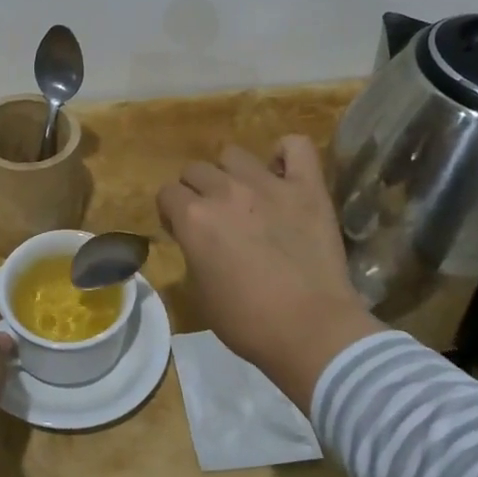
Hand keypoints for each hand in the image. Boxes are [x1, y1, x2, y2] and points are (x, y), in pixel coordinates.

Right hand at [156, 136, 381, 411]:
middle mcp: (226, 191)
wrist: (311, 330)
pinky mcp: (307, 188)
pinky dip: (286, 154)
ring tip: (245, 197)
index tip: (182, 233)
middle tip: (213, 218)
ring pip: (234, 154)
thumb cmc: (248, 322)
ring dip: (231, 173)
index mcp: (193, 217)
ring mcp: (269, 184)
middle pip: (196, 169)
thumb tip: (197, 240)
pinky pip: (296, 146)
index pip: (166, 193)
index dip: (171, 213)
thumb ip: (192, 253)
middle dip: (196, 191)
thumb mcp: (199, 293)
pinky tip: (283, 174)